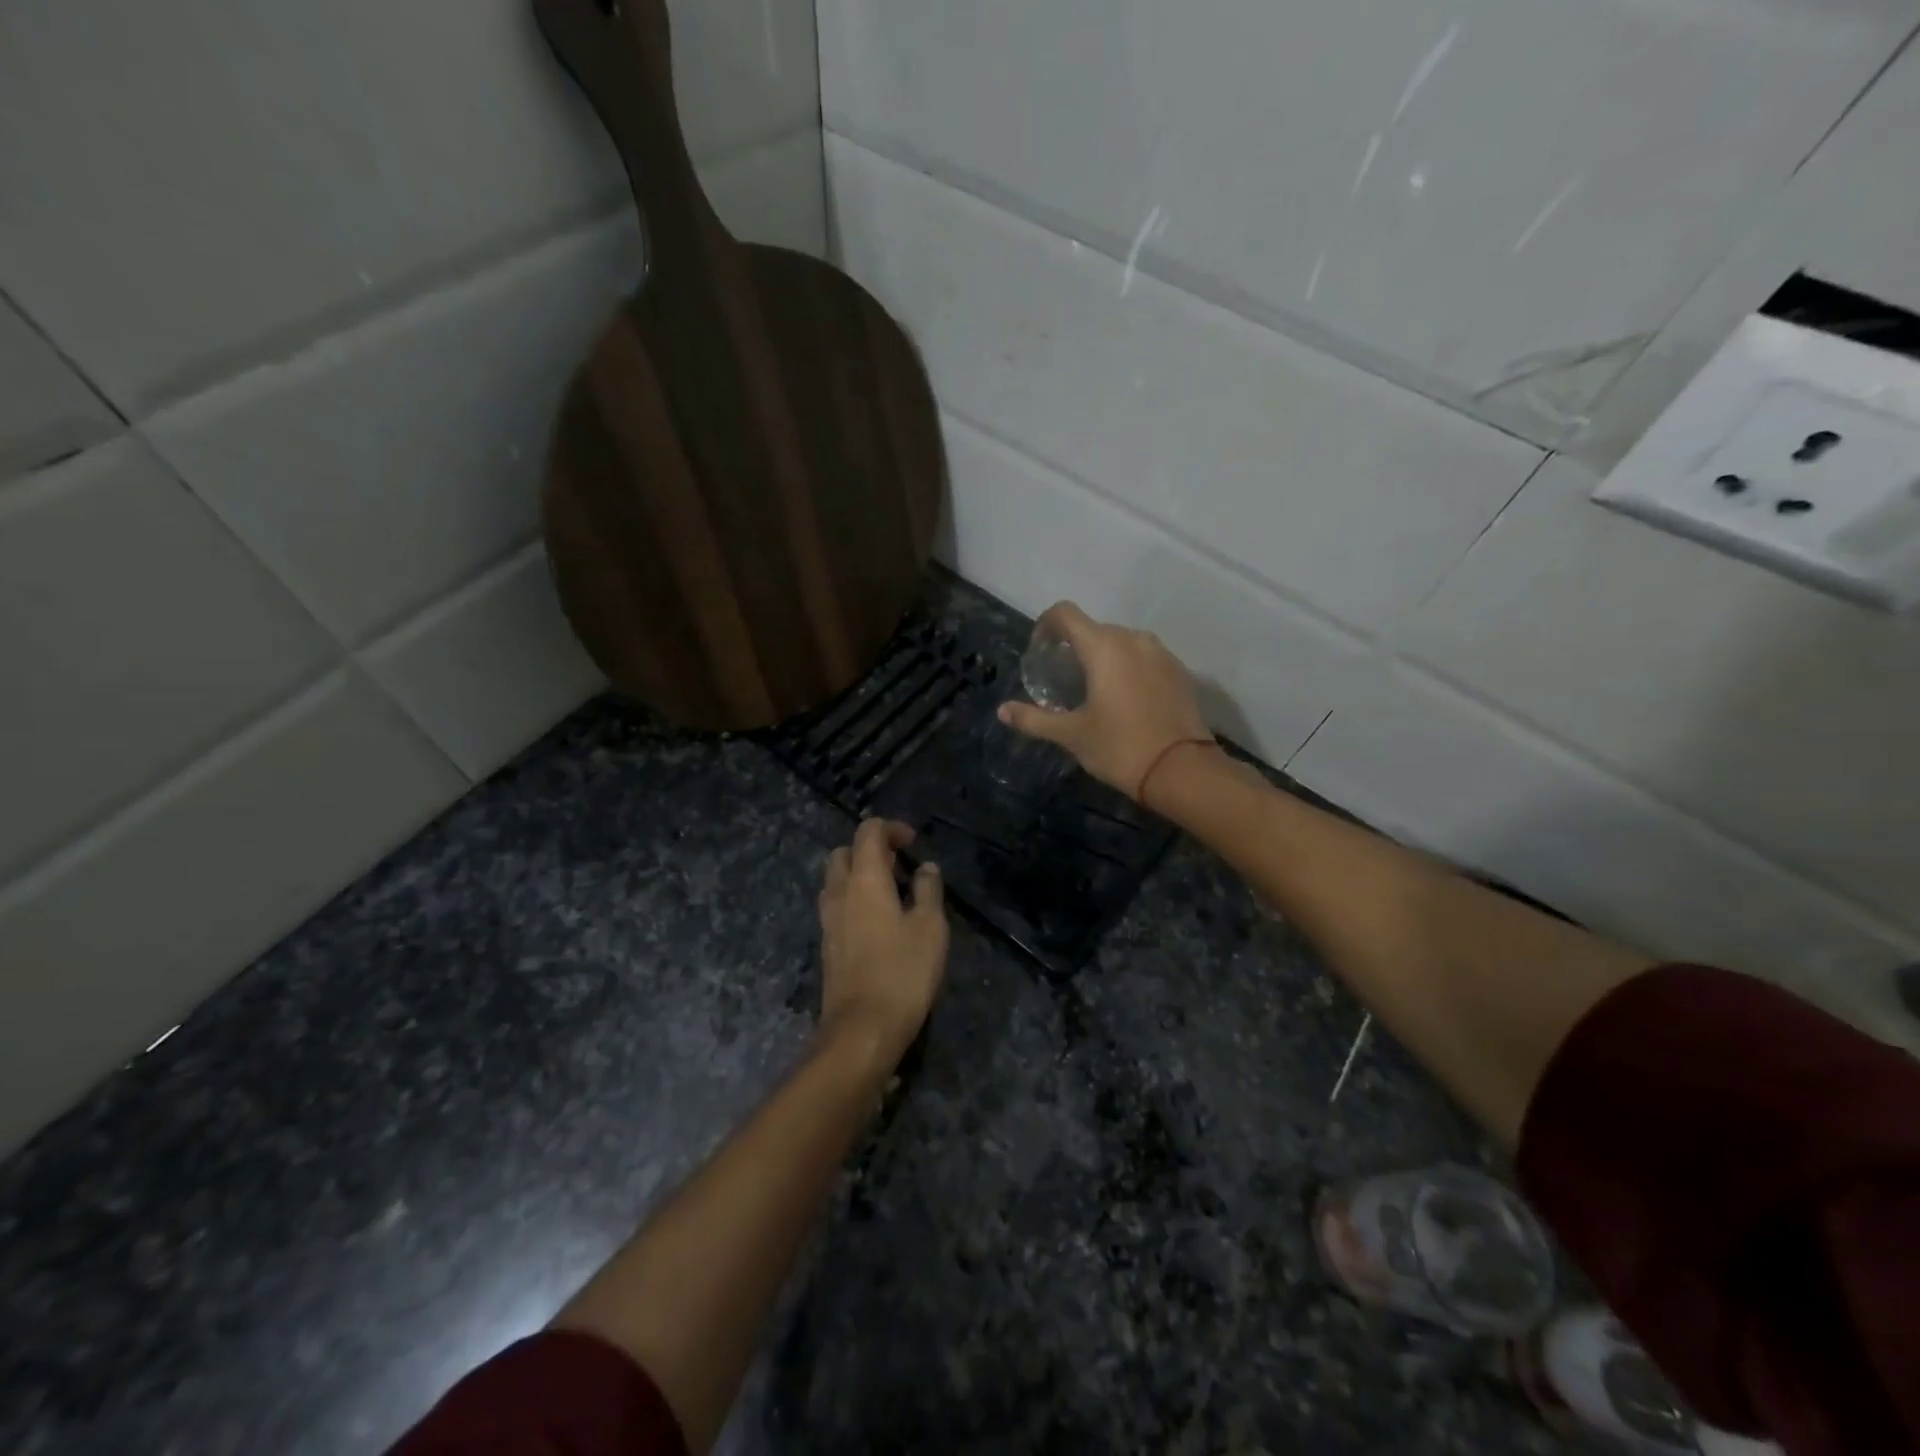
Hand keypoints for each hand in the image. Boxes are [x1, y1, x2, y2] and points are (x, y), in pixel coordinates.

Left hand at [816, 819, 949, 1070]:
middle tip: (900, 866)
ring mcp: (828, 920)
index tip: (914, 844)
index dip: (891, 828)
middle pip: (844, 852)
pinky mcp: (827, 945)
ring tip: (893, 893)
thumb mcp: (930, 928)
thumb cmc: (902, 973)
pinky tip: (880, 922)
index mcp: (864, 880)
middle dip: (870, 849)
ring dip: (860, 875)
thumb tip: (926, 868)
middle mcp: (839, 892)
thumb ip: (929, 890)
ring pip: (836, 880)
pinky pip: (837, 905)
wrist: (861, 1030)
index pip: (868, 832)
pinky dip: (855, 899)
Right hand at [999, 602, 1213, 802]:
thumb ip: (1034, 719)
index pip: (1065, 613)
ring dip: (1102, 656)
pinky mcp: (1179, 671)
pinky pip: (1144, 657)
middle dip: (1073, 646)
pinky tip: (1123, 699)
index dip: (1045, 625)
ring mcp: (1161, 653)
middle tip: (1062, 679)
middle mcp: (1133, 639)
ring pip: (1122, 642)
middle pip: (1094, 628)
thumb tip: (1003, 711)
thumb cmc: (1120, 747)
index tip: (1039, 652)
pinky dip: (1128, 667)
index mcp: (1103, 647)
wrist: (1182, 770)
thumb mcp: (1071, 735)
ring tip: (1093, 688)